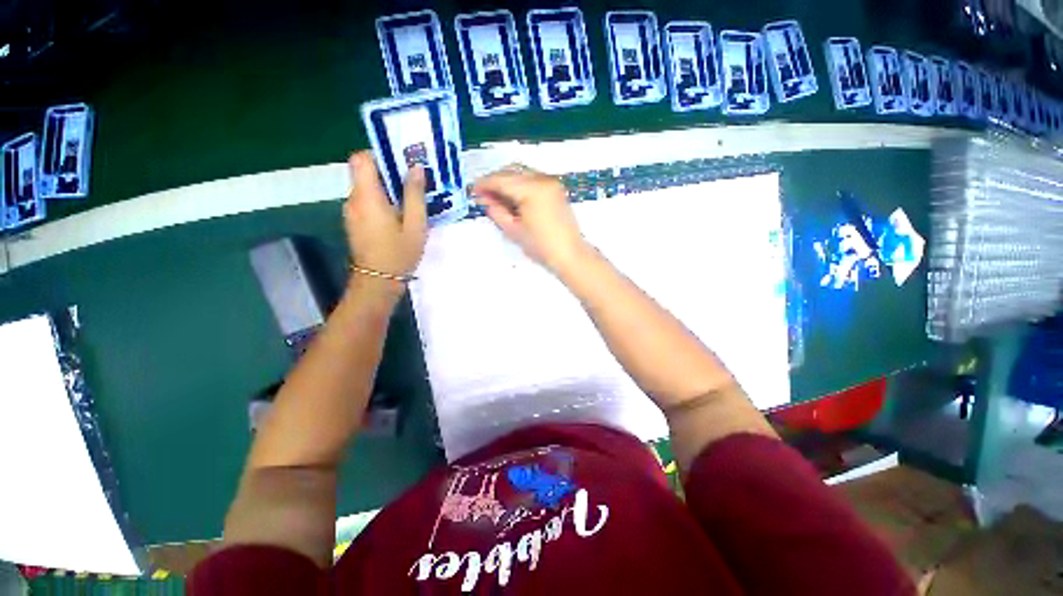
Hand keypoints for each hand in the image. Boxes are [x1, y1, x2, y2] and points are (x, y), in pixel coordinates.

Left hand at [343, 151, 426, 278]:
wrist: (378, 282)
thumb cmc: (398, 253)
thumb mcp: (415, 225)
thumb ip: (415, 195)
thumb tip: (415, 168)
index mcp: (367, 197)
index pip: (361, 159)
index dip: (379, 155)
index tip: (401, 163)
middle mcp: (354, 199)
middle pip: (366, 174)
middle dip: (389, 174)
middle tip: (415, 183)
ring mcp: (351, 212)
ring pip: (368, 189)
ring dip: (387, 190)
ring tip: (411, 201)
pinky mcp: (354, 222)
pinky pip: (367, 203)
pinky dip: (382, 202)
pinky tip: (400, 217)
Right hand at [472, 165, 588, 271]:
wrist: (569, 254)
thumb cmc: (541, 246)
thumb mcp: (513, 230)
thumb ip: (496, 211)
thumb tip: (485, 198)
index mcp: (532, 189)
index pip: (502, 180)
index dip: (485, 184)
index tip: (472, 190)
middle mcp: (543, 179)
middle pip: (512, 171)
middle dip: (496, 181)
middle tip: (483, 195)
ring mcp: (551, 182)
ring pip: (522, 173)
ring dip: (507, 181)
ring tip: (497, 198)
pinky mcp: (556, 188)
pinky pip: (532, 179)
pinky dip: (520, 185)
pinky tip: (513, 198)